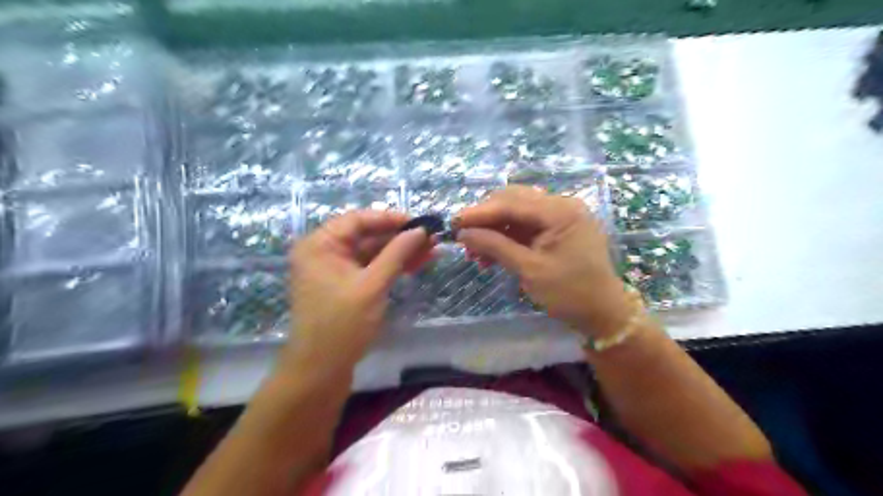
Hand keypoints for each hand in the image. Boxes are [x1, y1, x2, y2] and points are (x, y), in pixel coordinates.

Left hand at [285, 209, 432, 374]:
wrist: (321, 370)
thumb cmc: (342, 324)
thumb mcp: (373, 285)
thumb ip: (397, 253)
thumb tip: (421, 230)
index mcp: (320, 244)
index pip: (358, 219)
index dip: (390, 219)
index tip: (419, 223)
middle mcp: (324, 252)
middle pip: (366, 236)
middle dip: (400, 238)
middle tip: (431, 239)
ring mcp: (334, 270)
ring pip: (371, 253)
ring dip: (399, 253)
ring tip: (431, 251)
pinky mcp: (344, 285)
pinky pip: (369, 268)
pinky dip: (391, 267)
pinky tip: (415, 265)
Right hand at [455, 187, 633, 336]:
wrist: (603, 313)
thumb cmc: (570, 293)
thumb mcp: (529, 270)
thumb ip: (495, 246)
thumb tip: (463, 234)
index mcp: (560, 211)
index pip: (511, 203)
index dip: (479, 213)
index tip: (453, 223)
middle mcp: (562, 205)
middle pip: (513, 201)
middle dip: (486, 219)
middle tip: (464, 239)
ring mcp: (561, 216)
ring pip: (517, 213)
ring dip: (494, 229)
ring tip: (475, 253)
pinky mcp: (558, 229)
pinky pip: (526, 225)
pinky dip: (507, 237)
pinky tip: (492, 253)